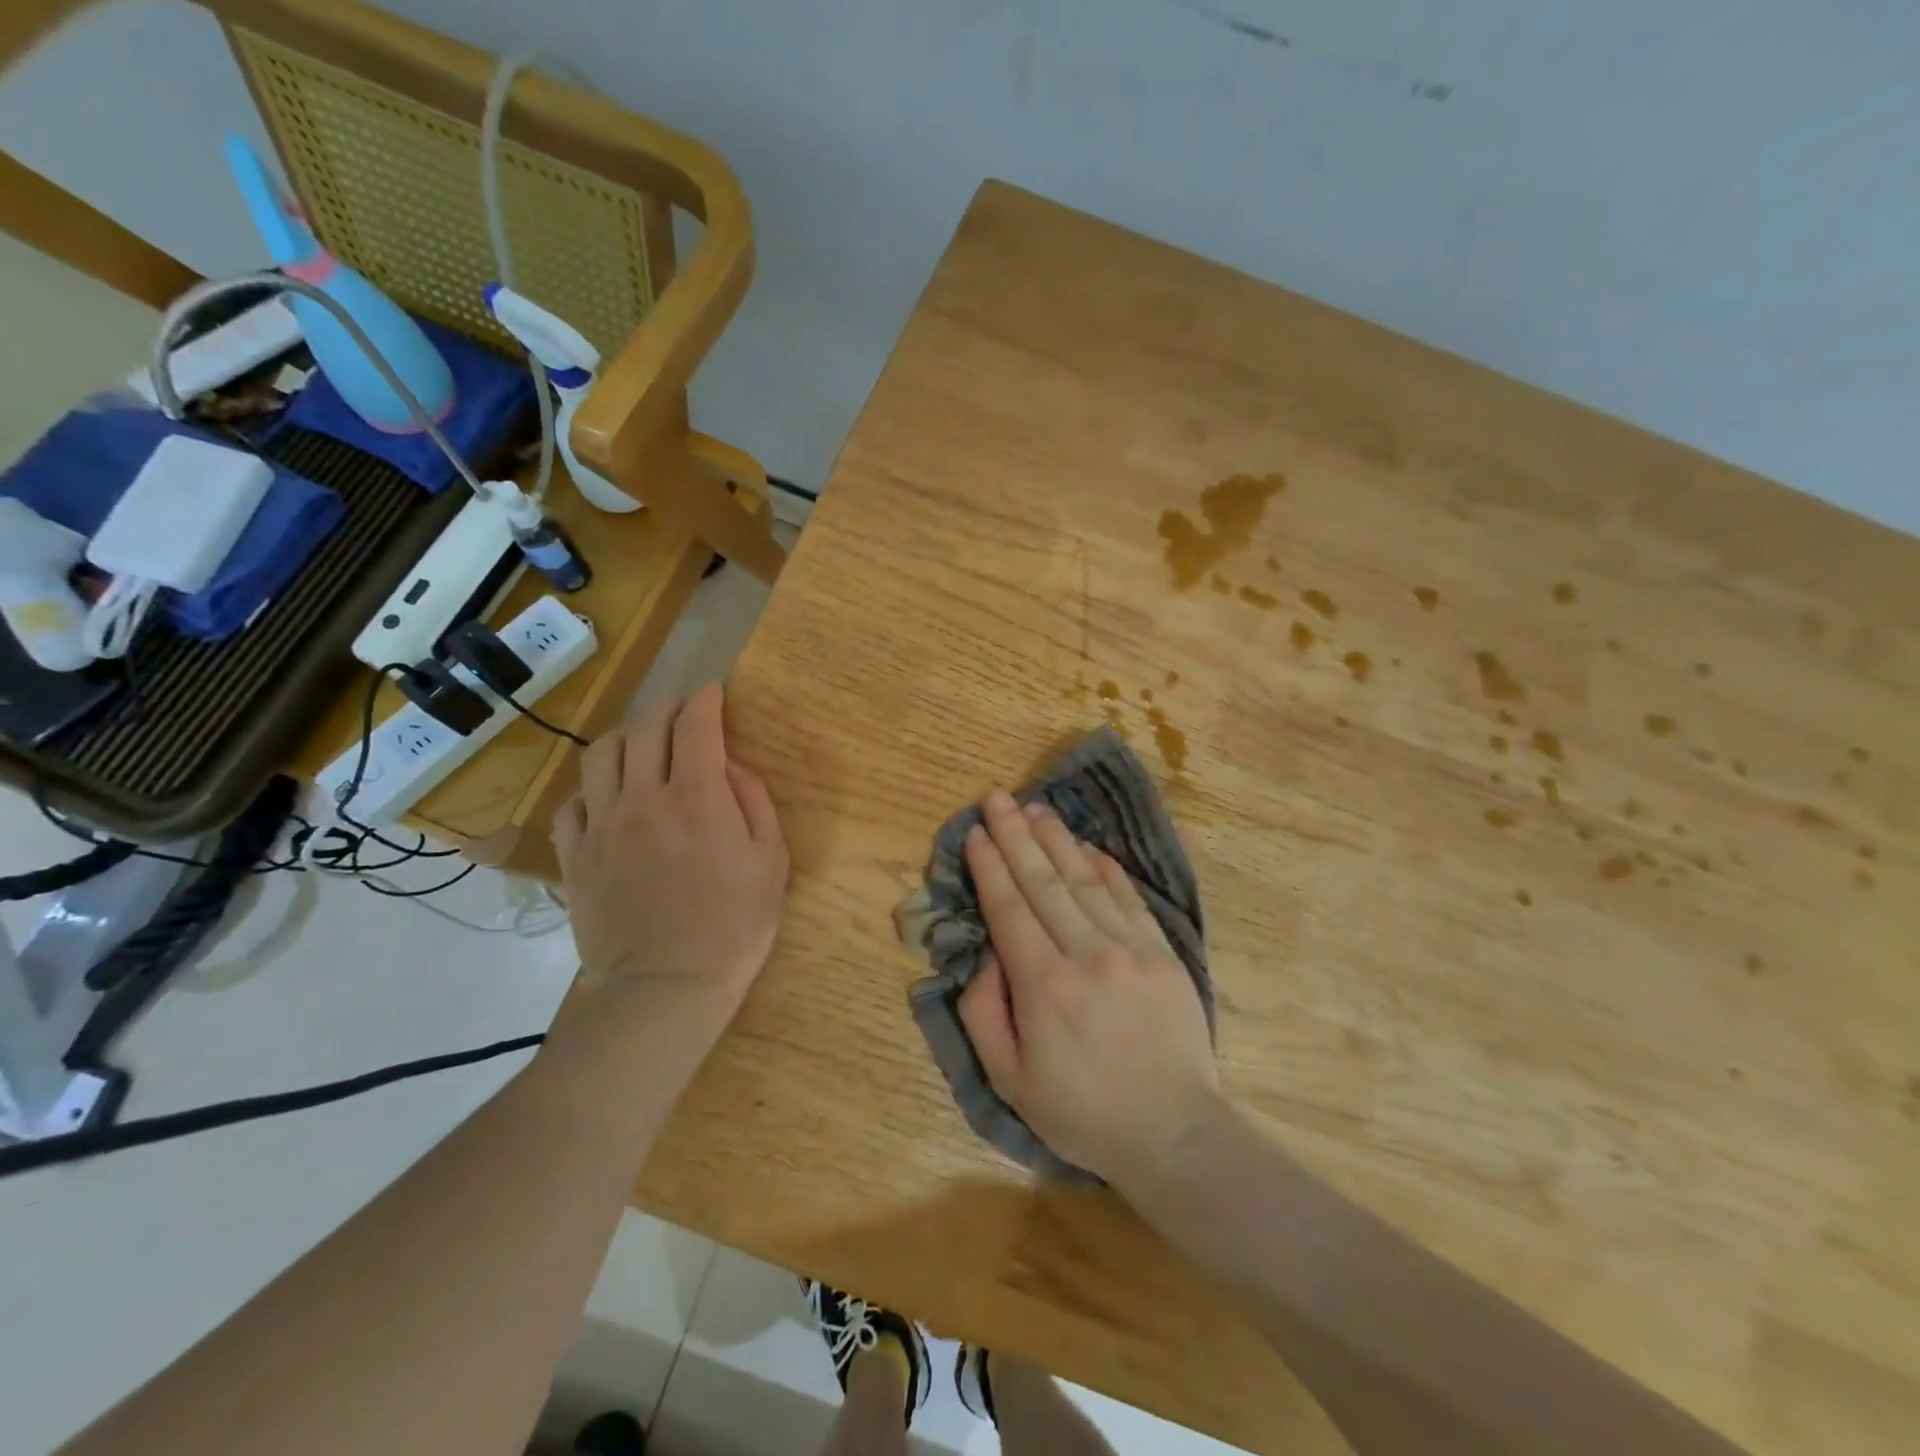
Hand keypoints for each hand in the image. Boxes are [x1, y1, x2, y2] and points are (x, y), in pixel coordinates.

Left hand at [552, 684, 787, 1039]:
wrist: (666, 986)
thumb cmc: (733, 926)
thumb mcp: (771, 862)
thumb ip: (754, 803)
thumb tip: (731, 769)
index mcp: (696, 796)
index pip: (695, 727)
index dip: (705, 701)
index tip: (713, 692)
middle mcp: (642, 798)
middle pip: (645, 729)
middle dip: (667, 708)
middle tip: (682, 711)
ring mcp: (602, 826)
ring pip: (601, 755)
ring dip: (626, 737)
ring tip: (642, 744)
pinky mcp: (575, 857)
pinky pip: (572, 804)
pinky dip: (591, 788)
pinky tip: (607, 797)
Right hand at [957, 791, 1222, 1194]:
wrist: (1174, 1133)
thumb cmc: (1082, 1112)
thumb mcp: (1009, 1080)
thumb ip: (984, 1013)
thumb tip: (988, 954)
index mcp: (1043, 986)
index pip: (1009, 908)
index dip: (989, 866)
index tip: (975, 832)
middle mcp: (1086, 954)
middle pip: (1043, 882)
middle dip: (1015, 836)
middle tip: (997, 798)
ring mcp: (1130, 948)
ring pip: (1084, 880)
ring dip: (1056, 840)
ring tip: (1036, 808)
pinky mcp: (1162, 953)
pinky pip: (1129, 898)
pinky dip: (1106, 868)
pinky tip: (1087, 846)